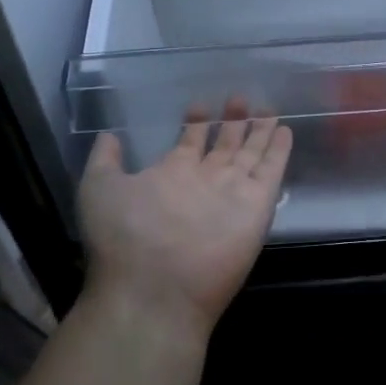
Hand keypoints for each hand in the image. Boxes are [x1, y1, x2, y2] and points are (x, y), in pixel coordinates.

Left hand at [78, 99, 292, 341]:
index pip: (190, 142)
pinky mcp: (257, 205)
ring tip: (266, 107)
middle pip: (224, 146)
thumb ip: (106, 159)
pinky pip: (272, 170)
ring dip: (258, 131)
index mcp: (172, 176)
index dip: (196, 123)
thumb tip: (109, 133)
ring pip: (250, 153)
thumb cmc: (122, 235)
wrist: (154, 288)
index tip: (200, 104)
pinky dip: (280, 151)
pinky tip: (285, 131)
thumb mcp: (100, 187)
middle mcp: (205, 182)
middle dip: (232, 121)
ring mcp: (232, 193)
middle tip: (240, 97)